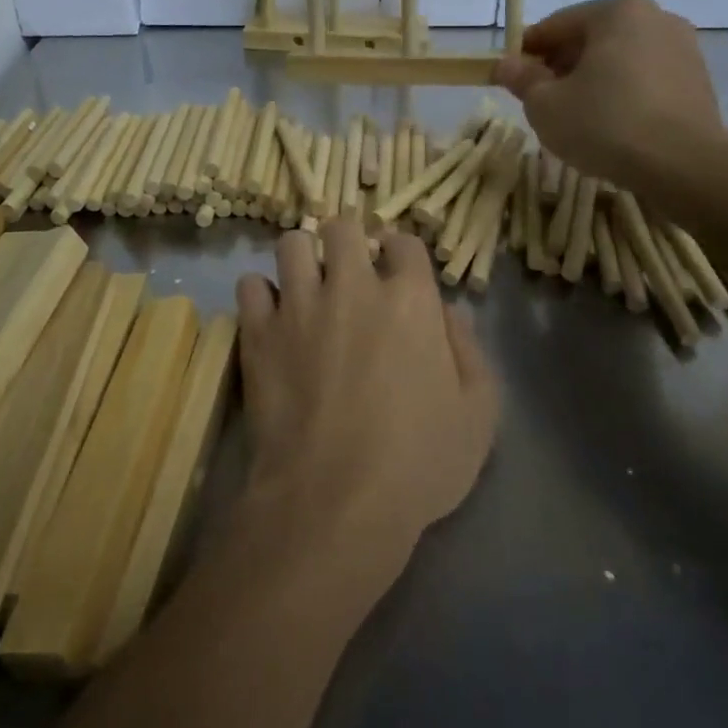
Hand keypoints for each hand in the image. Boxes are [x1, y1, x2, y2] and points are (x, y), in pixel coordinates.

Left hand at [234, 221, 496, 564]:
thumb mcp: (478, 414)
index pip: (404, 242)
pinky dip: (260, 296)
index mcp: (410, 299)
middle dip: (348, 243)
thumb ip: (469, 350)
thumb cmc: (418, 462)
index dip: (401, 255)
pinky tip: (272, 319)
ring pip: (291, 244)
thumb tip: (449, 311)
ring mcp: (299, 305)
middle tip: (348, 274)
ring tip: (307, 288)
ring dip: (302, 260)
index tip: (397, 275)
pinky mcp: (258, 331)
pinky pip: (249, 285)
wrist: (334, 499)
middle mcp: (352, 287)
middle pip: (342, 228)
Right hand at [492, 0, 727, 193]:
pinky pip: (645, 78)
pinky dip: (622, 93)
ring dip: (592, 80)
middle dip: (561, 66)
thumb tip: (504, 65)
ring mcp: (682, 47)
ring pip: (619, 59)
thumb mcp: (545, 104)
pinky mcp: (697, 79)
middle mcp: (655, 17)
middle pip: (590, 39)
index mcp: (616, 11)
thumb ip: (522, 79)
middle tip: (540, 101)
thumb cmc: (605, 124)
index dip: (525, 53)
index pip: (555, 26)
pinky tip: (610, 125)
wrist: (683, 165)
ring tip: (575, 117)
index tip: (509, 79)